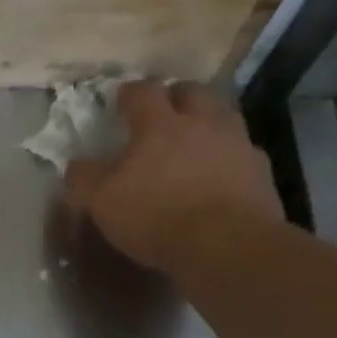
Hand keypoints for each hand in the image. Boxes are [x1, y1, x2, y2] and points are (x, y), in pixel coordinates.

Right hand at [64, 79, 283, 272]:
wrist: (226, 246)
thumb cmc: (156, 217)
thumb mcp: (102, 202)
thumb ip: (85, 179)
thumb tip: (75, 165)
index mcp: (160, 125)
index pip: (143, 92)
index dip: (129, 93)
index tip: (121, 100)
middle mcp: (202, 123)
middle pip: (192, 92)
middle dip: (177, 95)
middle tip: (166, 110)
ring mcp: (237, 145)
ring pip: (224, 117)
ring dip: (209, 121)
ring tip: (197, 139)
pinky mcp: (261, 173)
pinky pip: (243, 154)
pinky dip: (230, 158)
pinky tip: (221, 175)